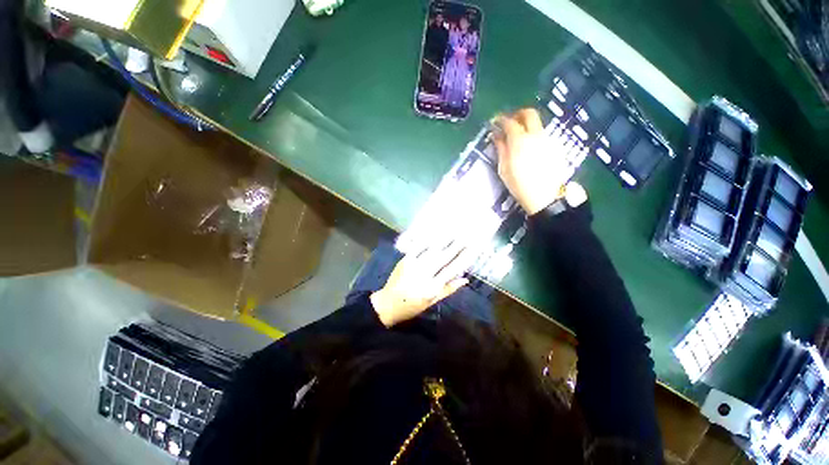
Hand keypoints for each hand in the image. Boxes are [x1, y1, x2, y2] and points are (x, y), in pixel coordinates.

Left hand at [370, 240, 473, 327]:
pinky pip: (418, 247)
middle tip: (467, 235)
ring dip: (445, 239)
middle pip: (444, 257)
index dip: (464, 258)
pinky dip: (428, 239)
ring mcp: (414, 265)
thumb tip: (465, 279)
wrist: (387, 303)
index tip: (473, 248)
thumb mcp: (432, 302)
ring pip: (432, 250)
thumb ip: (448, 289)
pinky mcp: (405, 259)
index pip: (452, 269)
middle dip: (457, 245)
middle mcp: (425, 274)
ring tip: (456, 231)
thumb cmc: (412, 306)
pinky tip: (436, 233)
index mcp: (432, 287)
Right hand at [493, 109, 577, 214]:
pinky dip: (533, 134)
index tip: (495, 122)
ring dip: (526, 124)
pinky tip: (528, 147)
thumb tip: (496, 135)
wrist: (544, 196)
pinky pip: (541, 133)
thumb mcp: (504, 168)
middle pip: (529, 114)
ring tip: (517, 136)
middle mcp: (535, 135)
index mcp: (520, 140)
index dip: (501, 120)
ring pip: (537, 123)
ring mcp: (546, 140)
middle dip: (517, 114)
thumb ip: (501, 148)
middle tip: (509, 122)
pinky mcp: (553, 146)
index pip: (509, 122)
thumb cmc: (519, 184)